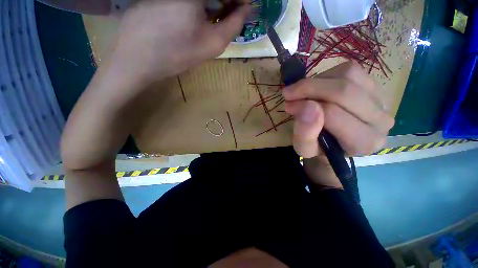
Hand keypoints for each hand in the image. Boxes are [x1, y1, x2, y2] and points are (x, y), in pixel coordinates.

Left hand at [110, 0, 250, 84]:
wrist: (136, 58)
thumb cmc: (177, 53)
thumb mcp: (212, 44)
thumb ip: (233, 25)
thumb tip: (246, 10)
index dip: (239, 1)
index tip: (244, 9)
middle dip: (226, 2)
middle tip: (231, 13)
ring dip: (213, 3)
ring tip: (215, 15)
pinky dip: (198, 5)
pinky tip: (197, 14)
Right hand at [283, 62, 393, 186]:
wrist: (334, 142)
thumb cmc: (318, 148)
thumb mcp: (304, 147)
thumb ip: (304, 132)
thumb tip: (306, 105)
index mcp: (363, 142)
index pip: (332, 114)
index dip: (305, 106)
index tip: (287, 105)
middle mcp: (381, 121)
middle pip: (344, 91)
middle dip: (309, 88)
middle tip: (289, 93)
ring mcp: (382, 100)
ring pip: (348, 76)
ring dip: (317, 81)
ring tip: (304, 92)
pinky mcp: (376, 86)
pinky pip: (351, 70)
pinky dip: (327, 75)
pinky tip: (319, 87)